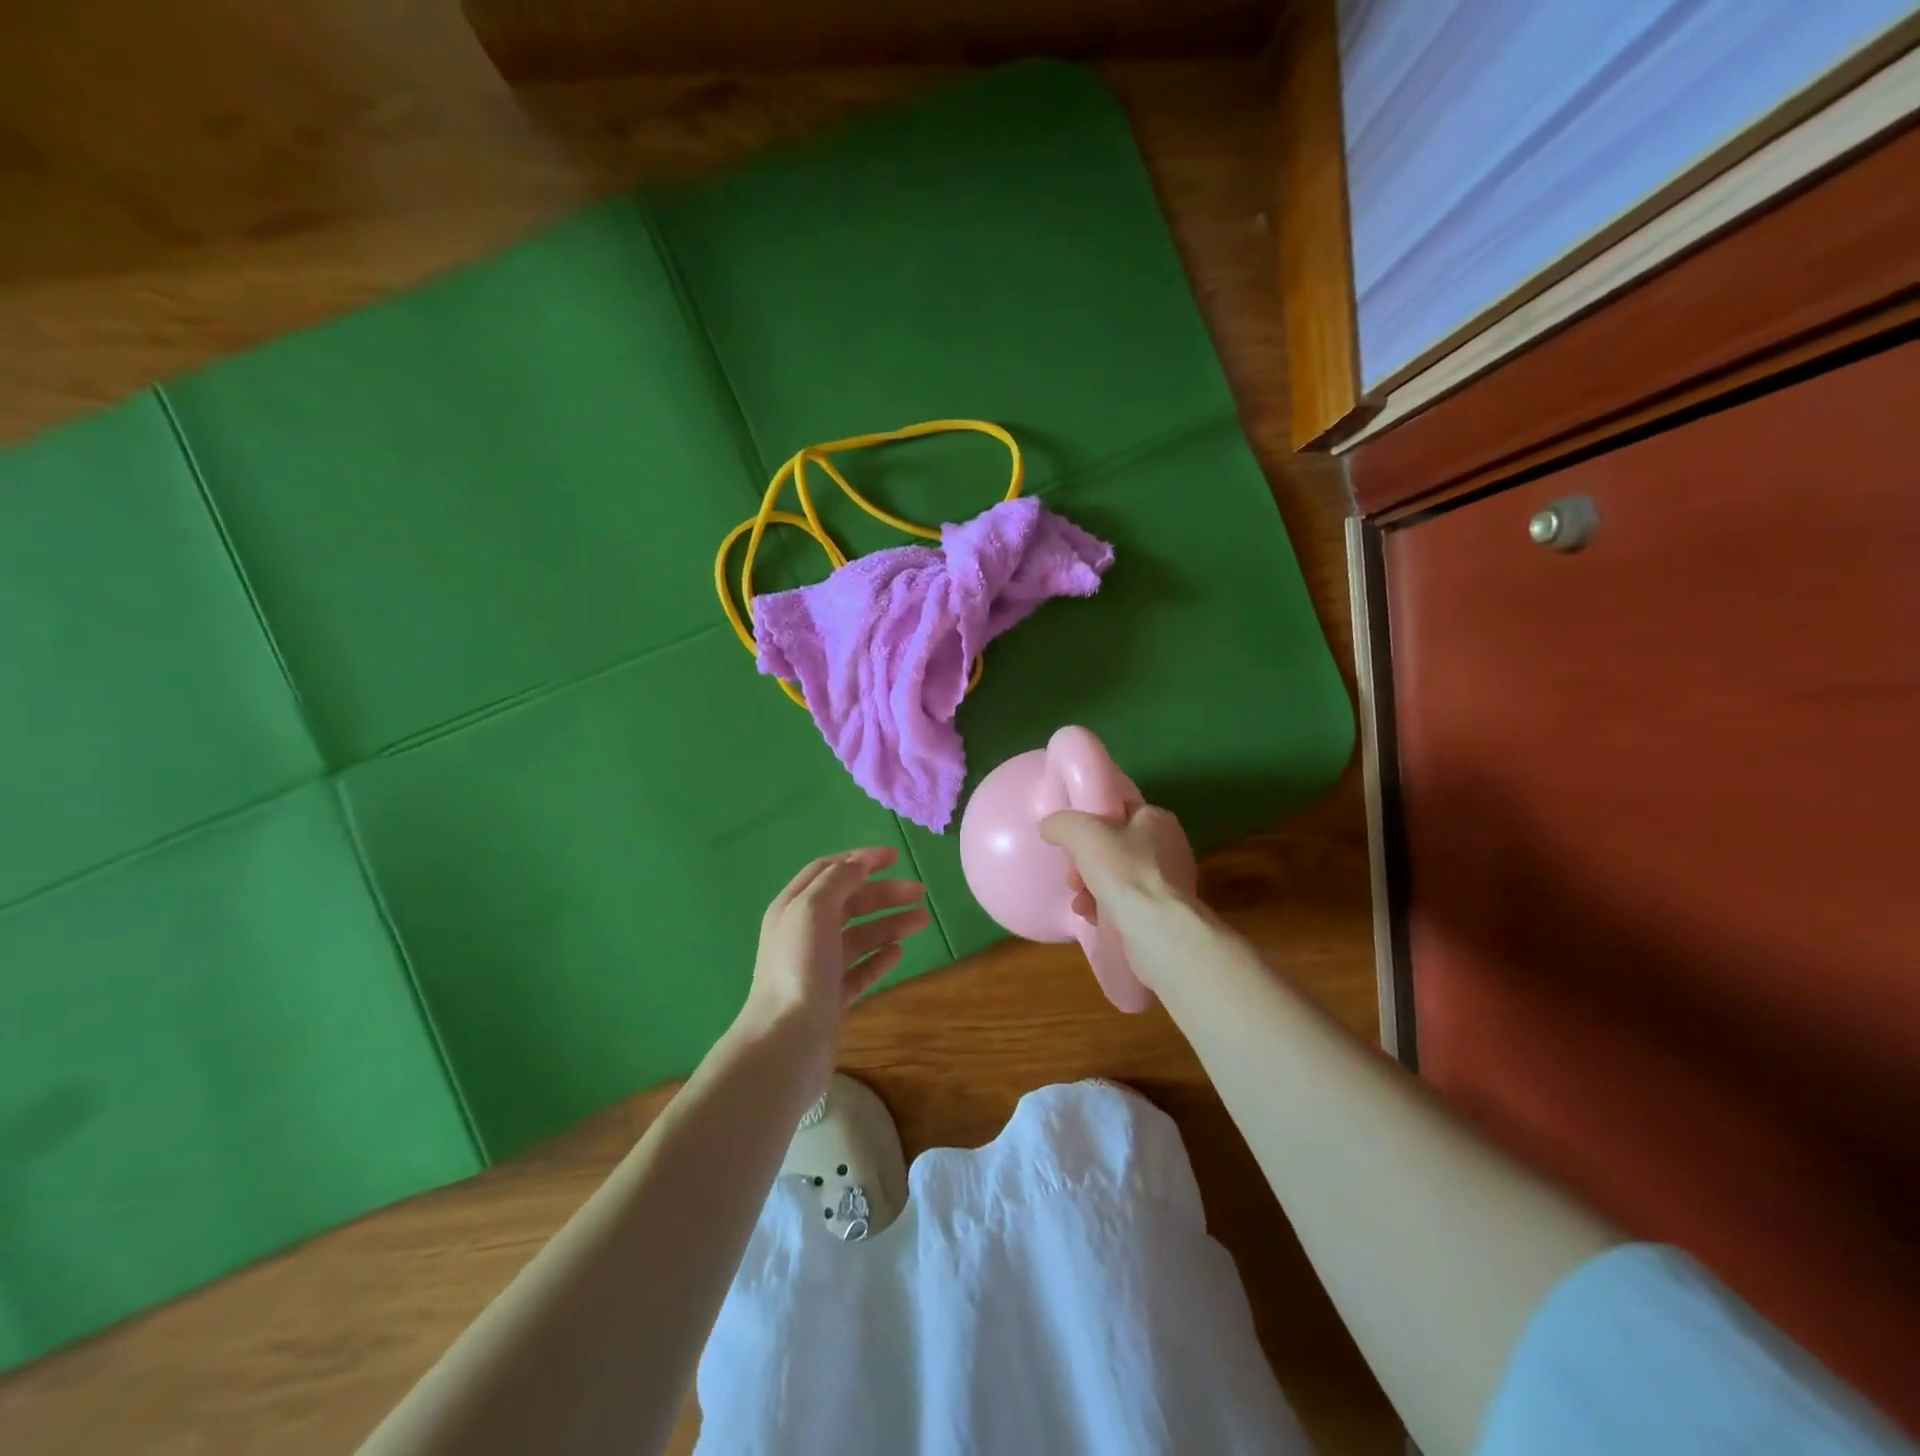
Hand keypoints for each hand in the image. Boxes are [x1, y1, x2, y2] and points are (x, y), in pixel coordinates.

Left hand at [737, 847, 929, 1052]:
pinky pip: (860, 970)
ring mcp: (817, 967)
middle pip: (849, 902)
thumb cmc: (799, 967)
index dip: (861, 859)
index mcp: (793, 907)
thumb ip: (838, 880)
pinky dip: (879, 958)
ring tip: (922, 920)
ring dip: (889, 924)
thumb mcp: (813, 909)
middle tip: (920, 892)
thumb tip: (859, 863)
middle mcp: (804, 933)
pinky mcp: (831, 997)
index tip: (895, 857)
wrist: (786, 1041)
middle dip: (884, 893)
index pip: (829, 870)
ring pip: (859, 936)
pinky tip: (898, 953)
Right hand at [1039, 804, 1198, 948]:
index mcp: (1157, 820)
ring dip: (1090, 888)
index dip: (1092, 821)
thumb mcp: (1082, 834)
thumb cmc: (1123, 872)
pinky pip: (1128, 903)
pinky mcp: (1165, 913)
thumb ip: (1062, 823)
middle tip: (1072, 877)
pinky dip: (1106, 908)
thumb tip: (1050, 827)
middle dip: (1086, 863)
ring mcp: (1170, 882)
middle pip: (1115, 847)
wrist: (1157, 930)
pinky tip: (1092, 917)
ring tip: (1079, 902)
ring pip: (1118, 878)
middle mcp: (1169, 847)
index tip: (1072, 840)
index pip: (1120, 810)